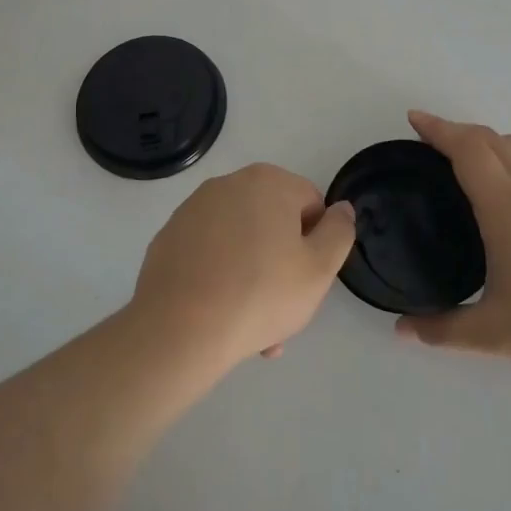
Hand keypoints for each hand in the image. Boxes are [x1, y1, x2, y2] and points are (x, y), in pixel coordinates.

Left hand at [132, 163, 356, 371]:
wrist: (179, 329)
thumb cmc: (260, 293)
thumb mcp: (319, 269)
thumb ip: (339, 232)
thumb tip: (341, 209)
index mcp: (268, 182)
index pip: (311, 205)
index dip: (316, 244)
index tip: (307, 280)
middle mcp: (228, 184)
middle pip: (273, 223)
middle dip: (282, 264)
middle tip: (283, 309)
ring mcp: (193, 210)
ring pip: (240, 242)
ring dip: (253, 276)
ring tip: (252, 328)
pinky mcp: (168, 237)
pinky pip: (209, 254)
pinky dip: (219, 277)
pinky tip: (220, 317)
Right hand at [397, 111, 510, 371]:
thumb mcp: (495, 334)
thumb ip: (443, 330)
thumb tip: (403, 330)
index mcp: (506, 207)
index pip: (467, 149)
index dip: (438, 129)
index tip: (415, 118)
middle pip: (491, 138)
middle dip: (456, 130)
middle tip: (431, 141)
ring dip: (487, 141)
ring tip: (467, 158)